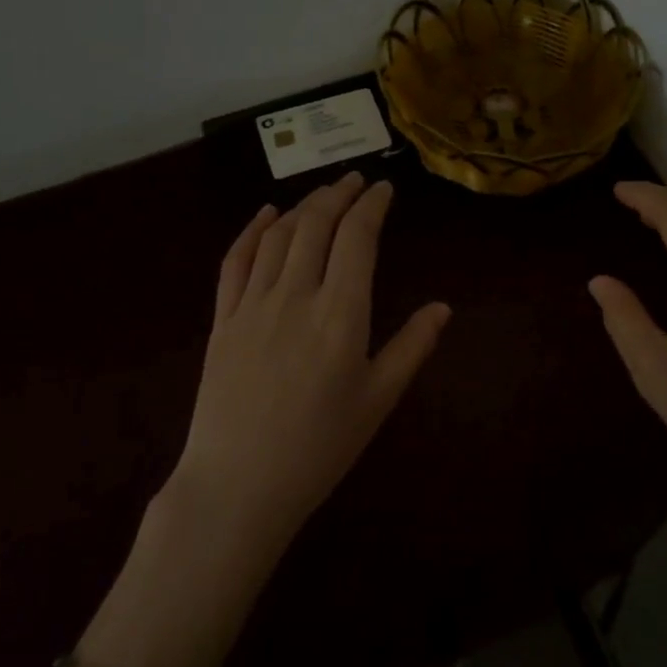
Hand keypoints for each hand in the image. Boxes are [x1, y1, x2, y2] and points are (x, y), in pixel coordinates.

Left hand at [174, 172, 450, 550]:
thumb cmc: (319, 448)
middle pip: (317, 224)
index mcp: (341, 314)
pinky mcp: (223, 320)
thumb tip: (443, 307)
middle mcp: (296, 295)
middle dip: (339, 194)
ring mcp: (253, 304)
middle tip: (356, 180)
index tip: (384, 189)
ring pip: (279, 235)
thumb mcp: (378, 401)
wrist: (238, 486)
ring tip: (323, 194)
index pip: (358, 238)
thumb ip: (411, 347)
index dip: (372, 205)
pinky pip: (235, 260)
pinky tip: (265, 214)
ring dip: (303, 206)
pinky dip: (252, 230)